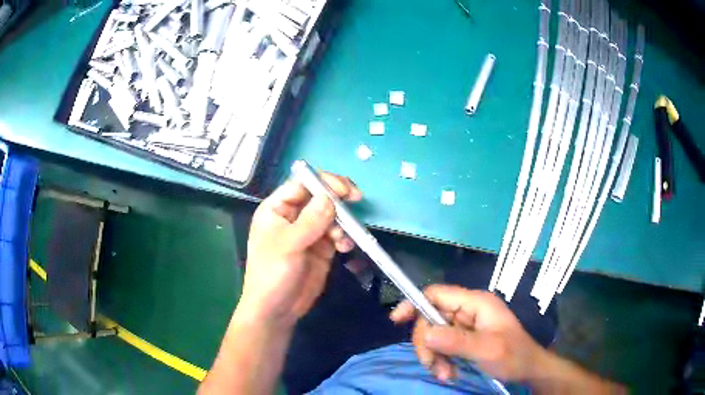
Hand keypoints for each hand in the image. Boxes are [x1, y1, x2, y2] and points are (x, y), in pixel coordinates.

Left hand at [237, 172, 361, 328]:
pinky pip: (337, 234)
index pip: (301, 184)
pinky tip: (344, 248)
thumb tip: (330, 197)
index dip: (323, 182)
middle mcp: (293, 217)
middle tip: (356, 199)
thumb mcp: (288, 245)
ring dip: (342, 223)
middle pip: (319, 196)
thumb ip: (310, 220)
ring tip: (342, 241)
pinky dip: (344, 238)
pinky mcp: (321, 248)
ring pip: (331, 215)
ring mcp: (308, 232)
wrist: (277, 310)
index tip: (344, 189)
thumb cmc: (272, 274)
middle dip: (337, 199)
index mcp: (276, 209)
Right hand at [390, 285, 546, 382]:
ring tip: (445, 374)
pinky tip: (449, 373)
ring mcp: (466, 325)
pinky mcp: (464, 338)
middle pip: (431, 318)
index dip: (415, 303)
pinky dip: (440, 360)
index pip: (437, 294)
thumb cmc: (514, 356)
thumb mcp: (488, 350)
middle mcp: (468, 310)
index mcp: (476, 303)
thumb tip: (425, 334)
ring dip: (434, 356)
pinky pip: (442, 345)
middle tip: (433, 366)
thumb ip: (457, 341)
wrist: (528, 369)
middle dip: (427, 344)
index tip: (397, 321)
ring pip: (434, 335)